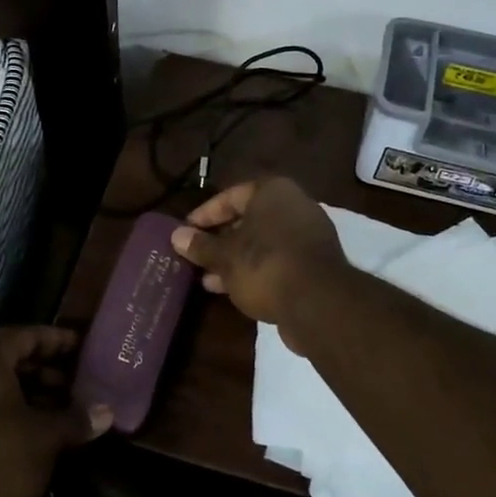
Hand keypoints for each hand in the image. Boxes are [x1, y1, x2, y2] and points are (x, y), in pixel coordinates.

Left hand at [0, 326, 111, 496]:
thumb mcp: (45, 439)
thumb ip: (76, 419)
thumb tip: (106, 412)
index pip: (27, 335)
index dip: (58, 340)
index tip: (84, 348)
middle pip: (11, 360)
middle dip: (47, 371)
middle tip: (79, 385)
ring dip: (32, 397)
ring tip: (65, 414)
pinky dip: (13, 416)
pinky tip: (38, 438)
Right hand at [169, 177, 349, 331]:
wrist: (319, 304)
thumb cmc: (265, 265)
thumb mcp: (225, 256)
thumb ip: (201, 245)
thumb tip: (176, 236)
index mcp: (273, 192)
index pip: (231, 196)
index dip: (205, 214)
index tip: (185, 231)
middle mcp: (294, 207)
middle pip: (248, 220)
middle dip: (220, 240)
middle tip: (196, 256)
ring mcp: (308, 237)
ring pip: (262, 243)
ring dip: (234, 259)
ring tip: (207, 279)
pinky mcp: (314, 265)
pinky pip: (277, 261)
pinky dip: (255, 271)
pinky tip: (232, 290)